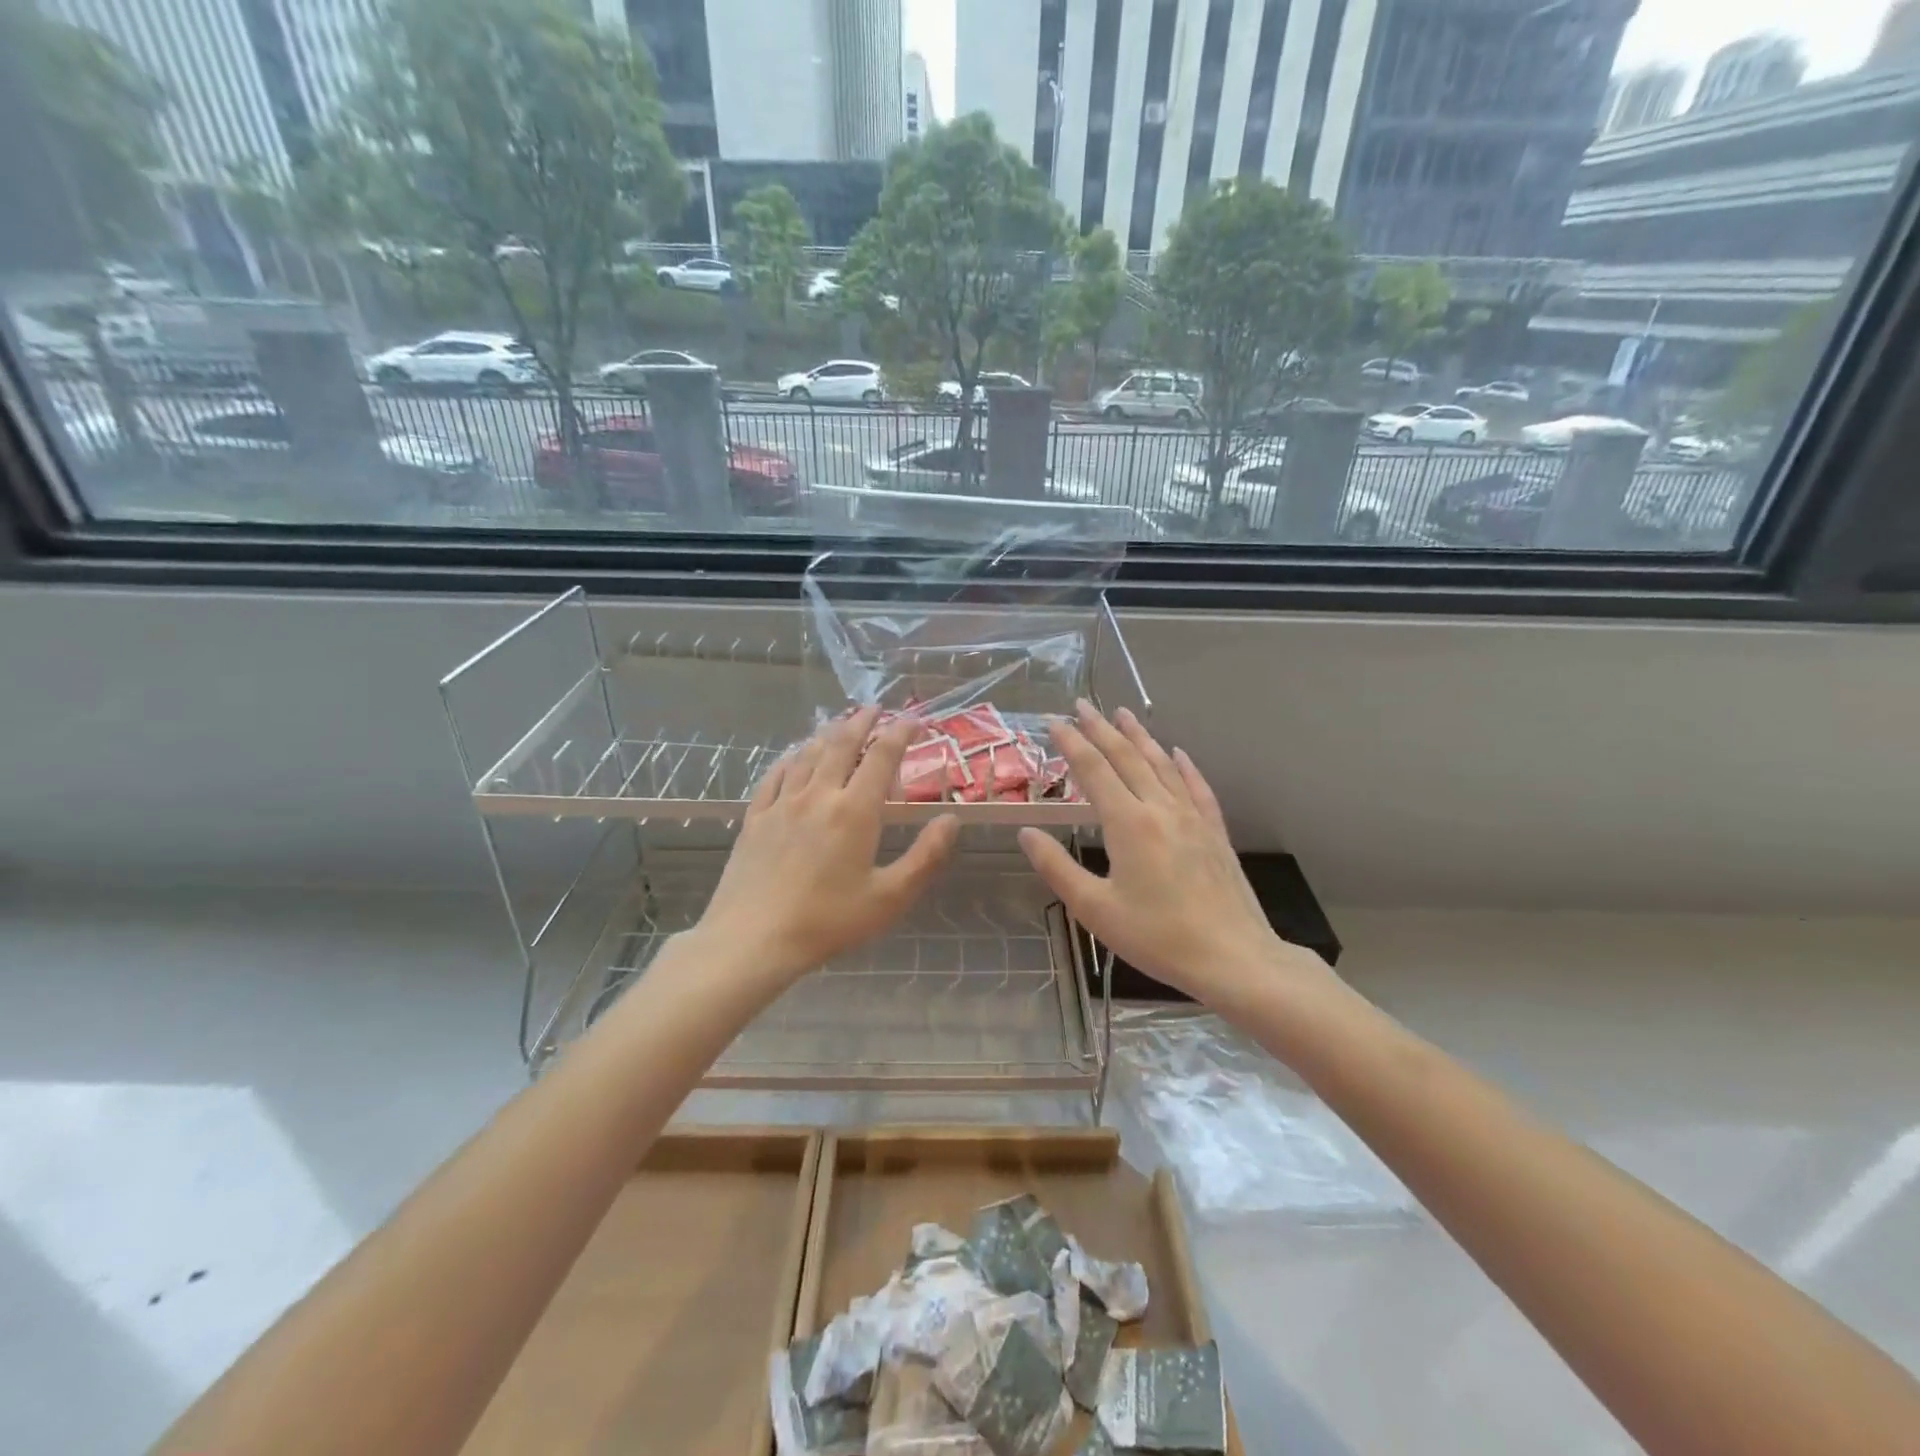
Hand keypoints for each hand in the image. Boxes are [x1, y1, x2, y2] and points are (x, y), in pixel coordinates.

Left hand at [691, 708, 959, 984]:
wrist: (752, 939)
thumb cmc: (827, 922)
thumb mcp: (889, 898)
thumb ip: (925, 857)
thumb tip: (951, 820)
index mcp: (854, 811)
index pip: (882, 757)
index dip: (900, 733)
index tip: (914, 720)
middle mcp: (818, 795)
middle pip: (841, 744)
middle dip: (861, 722)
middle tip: (875, 709)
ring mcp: (781, 804)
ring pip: (808, 754)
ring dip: (828, 734)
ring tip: (840, 724)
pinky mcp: (755, 818)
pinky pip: (775, 775)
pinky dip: (791, 758)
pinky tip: (794, 756)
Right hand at [1017, 701, 1331, 1006]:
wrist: (1233, 957)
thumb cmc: (1157, 937)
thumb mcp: (1095, 909)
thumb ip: (1057, 867)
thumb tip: (1027, 833)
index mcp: (1128, 823)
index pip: (1094, 770)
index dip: (1072, 743)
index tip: (1054, 721)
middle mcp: (1160, 808)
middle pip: (1127, 757)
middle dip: (1102, 728)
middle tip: (1082, 704)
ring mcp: (1192, 817)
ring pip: (1162, 764)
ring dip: (1140, 736)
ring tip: (1123, 713)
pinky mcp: (1215, 831)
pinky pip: (1196, 786)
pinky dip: (1184, 765)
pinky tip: (1178, 752)